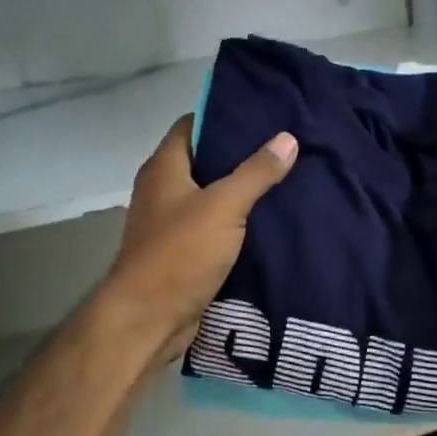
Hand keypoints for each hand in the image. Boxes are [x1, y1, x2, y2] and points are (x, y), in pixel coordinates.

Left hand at [102, 115, 297, 361]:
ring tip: (286, 180)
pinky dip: (237, 223)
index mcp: (164, 168)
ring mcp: (171, 223)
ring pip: (212, 196)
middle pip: (205, 160)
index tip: (264, 116)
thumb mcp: (223, 207)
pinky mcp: (183, 252)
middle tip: (285, 148)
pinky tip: (269, 221)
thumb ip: (256, 173)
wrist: (148, 320)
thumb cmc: (179, 254)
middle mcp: (163, 190)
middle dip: (242, 155)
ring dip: (242, 192)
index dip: (225, 116)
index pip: (193, 125)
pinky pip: (214, 227)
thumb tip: (287, 138)